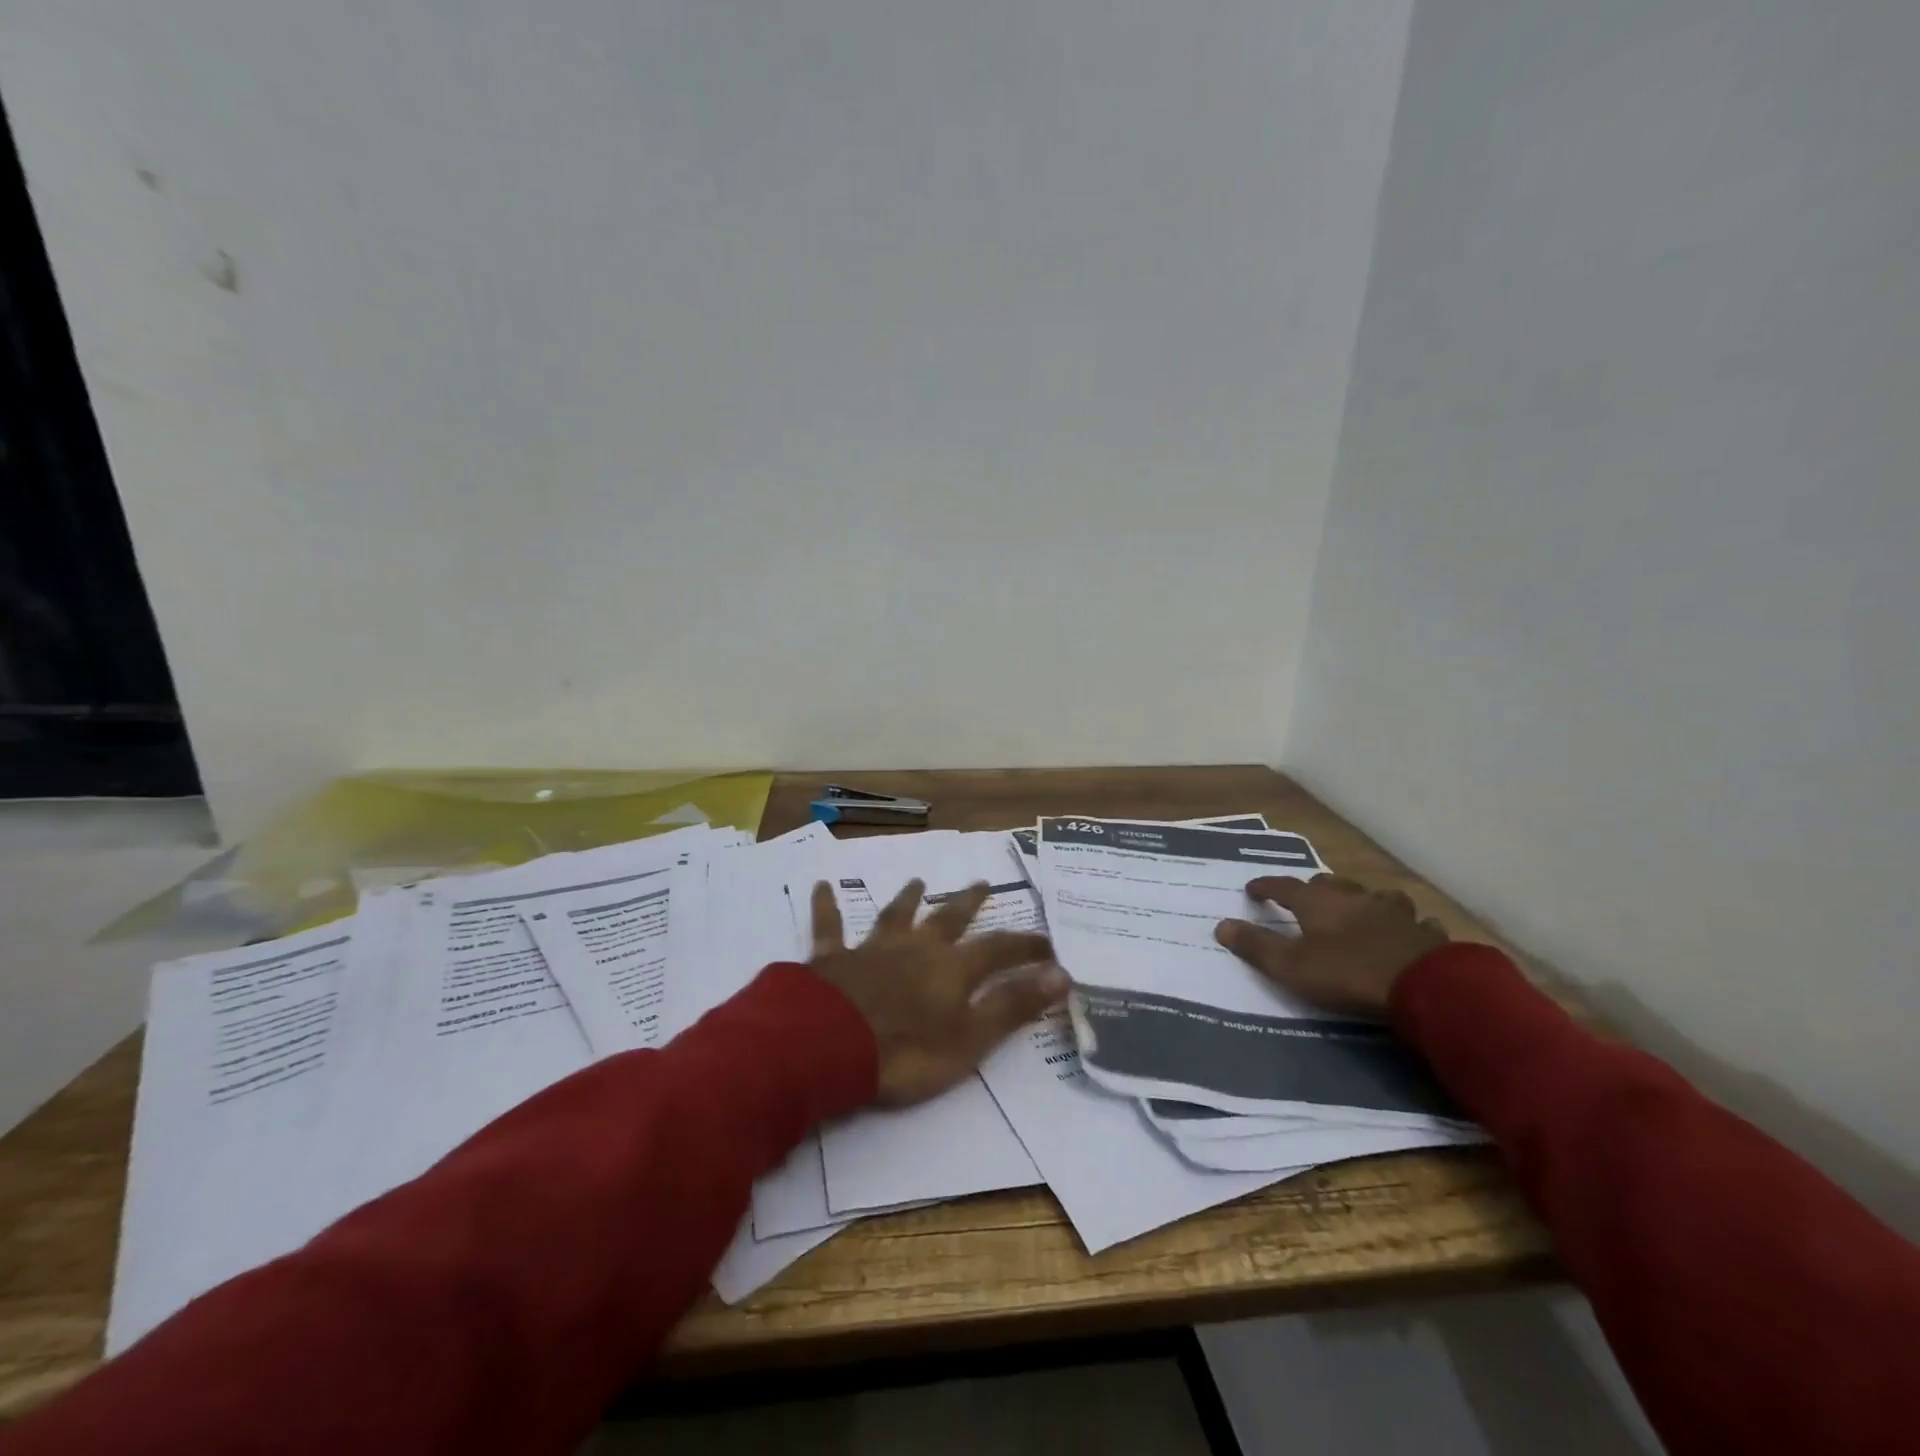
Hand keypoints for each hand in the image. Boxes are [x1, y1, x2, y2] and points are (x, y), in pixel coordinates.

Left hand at [808, 878, 1067, 1105]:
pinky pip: (829, 927)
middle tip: (982, 882)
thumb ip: (1013, 1006)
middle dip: (968, 903)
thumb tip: (1061, 976)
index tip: (1048, 943)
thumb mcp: (971, 1039)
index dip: (1025, 946)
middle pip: (947, 919)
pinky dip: (826, 906)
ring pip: (894, 916)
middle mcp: (915, 948)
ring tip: (917, 881)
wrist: (830, 1047)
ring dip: (907, 898)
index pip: (998, 950)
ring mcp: (872, 949)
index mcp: (951, 969)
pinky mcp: (832, 959)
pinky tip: (821, 886)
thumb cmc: (906, 1053)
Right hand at [1213, 874, 1447, 1018]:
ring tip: (1361, 910)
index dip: (1267, 886)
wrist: (1426, 988)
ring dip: (1365, 901)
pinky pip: (1413, 923)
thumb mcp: (1292, 966)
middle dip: (1317, 888)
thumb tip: (1221, 925)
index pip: (1286, 886)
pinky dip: (1403, 926)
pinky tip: (1406, 935)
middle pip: (1332, 885)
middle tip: (1308, 897)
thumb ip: (1256, 946)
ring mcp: (1396, 913)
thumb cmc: (1348, 974)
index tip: (1252, 888)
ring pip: (1377, 897)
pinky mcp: (1426, 934)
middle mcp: (1357, 899)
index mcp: (1320, 903)